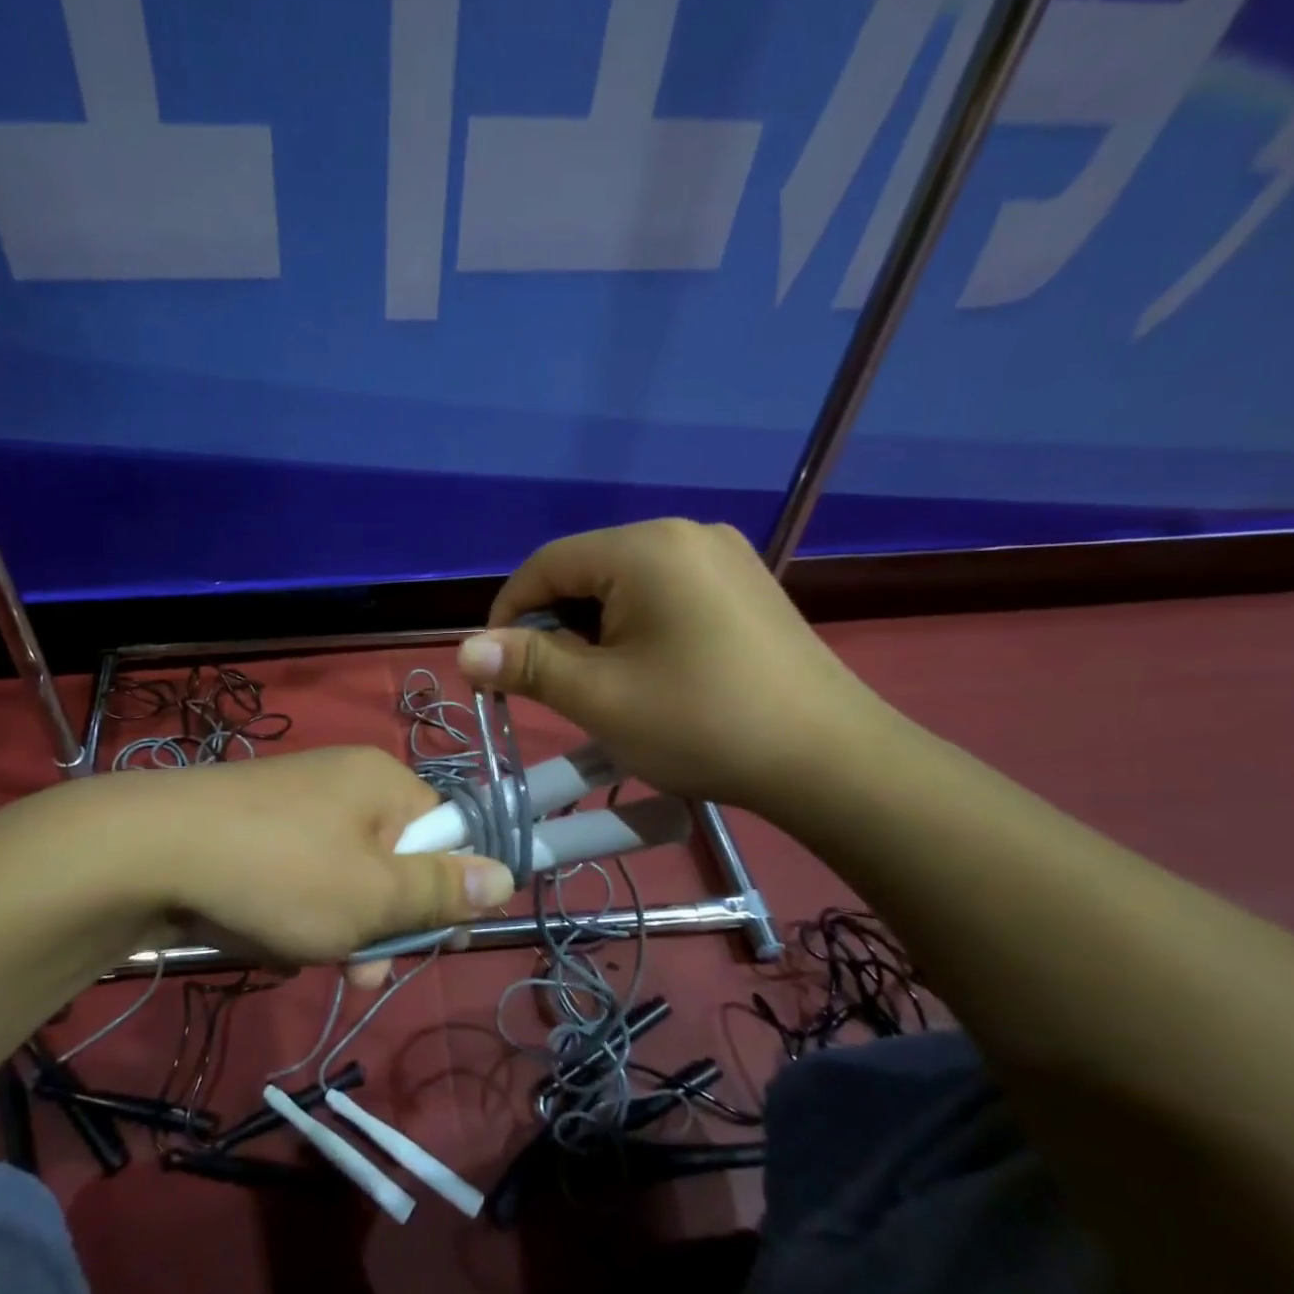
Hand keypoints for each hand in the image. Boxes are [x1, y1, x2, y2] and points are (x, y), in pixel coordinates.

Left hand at [124, 747, 513, 963]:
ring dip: (339, 928)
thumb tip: (507, 875)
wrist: (147, 852)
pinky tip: (269, 937)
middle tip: (365, 972)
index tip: (440, 943)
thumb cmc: (282, 872)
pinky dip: (296, 913)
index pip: (447, 832)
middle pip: (394, 860)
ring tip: (306, 956)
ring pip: (345, 879)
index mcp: (383, 782)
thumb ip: (443, 889)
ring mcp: (295, 806)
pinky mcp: (254, 831)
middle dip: (385, 922)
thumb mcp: (374, 894)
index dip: (450, 890)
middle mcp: (344, 783)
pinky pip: (300, 877)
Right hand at [456, 519, 890, 817]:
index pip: (546, 564)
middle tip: (551, 686)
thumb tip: (464, 650)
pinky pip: (665, 594)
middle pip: (587, 571)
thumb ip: (527, 665)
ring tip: (599, 685)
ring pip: (625, 585)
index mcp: (646, 547)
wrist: (830, 760)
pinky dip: (636, 628)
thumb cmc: (702, 724)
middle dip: (555, 626)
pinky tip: (647, 671)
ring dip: (594, 630)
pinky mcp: (744, 584)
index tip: (495, 668)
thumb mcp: (600, 698)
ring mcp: (722, 556)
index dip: (508, 614)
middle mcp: (685, 533)